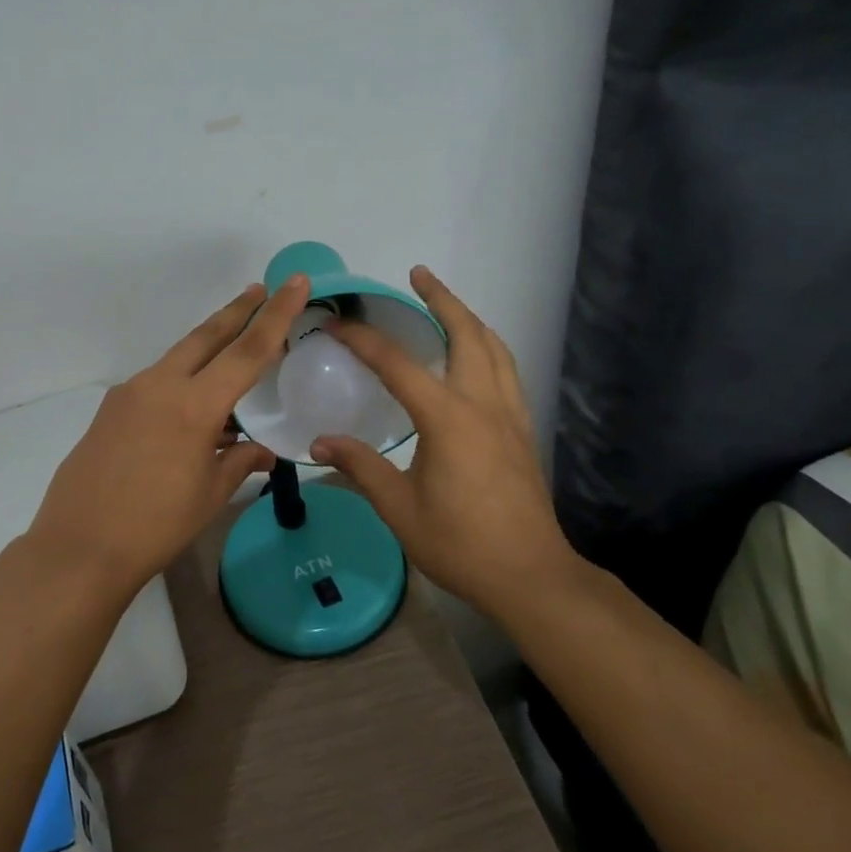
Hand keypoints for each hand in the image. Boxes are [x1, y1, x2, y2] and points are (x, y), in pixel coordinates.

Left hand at [28, 275, 311, 593]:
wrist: (80, 547)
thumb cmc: (155, 526)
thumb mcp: (209, 494)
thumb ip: (239, 461)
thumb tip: (262, 451)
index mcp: (193, 405)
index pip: (247, 351)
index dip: (276, 315)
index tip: (294, 282)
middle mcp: (160, 385)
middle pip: (207, 336)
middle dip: (237, 311)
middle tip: (260, 289)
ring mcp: (130, 393)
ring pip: (179, 357)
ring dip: (208, 347)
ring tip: (232, 349)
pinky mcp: (111, 407)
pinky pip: (157, 382)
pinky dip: (182, 380)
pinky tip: (191, 406)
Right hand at [310, 267, 574, 619]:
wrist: (530, 576)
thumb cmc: (460, 543)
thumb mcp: (399, 508)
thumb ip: (361, 467)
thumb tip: (320, 442)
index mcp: (448, 417)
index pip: (397, 363)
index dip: (362, 339)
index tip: (335, 324)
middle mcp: (483, 403)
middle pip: (467, 333)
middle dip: (442, 299)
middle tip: (419, 275)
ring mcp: (510, 414)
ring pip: (495, 348)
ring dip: (470, 319)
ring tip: (447, 306)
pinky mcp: (523, 430)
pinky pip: (507, 370)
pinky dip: (489, 347)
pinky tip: (477, 356)